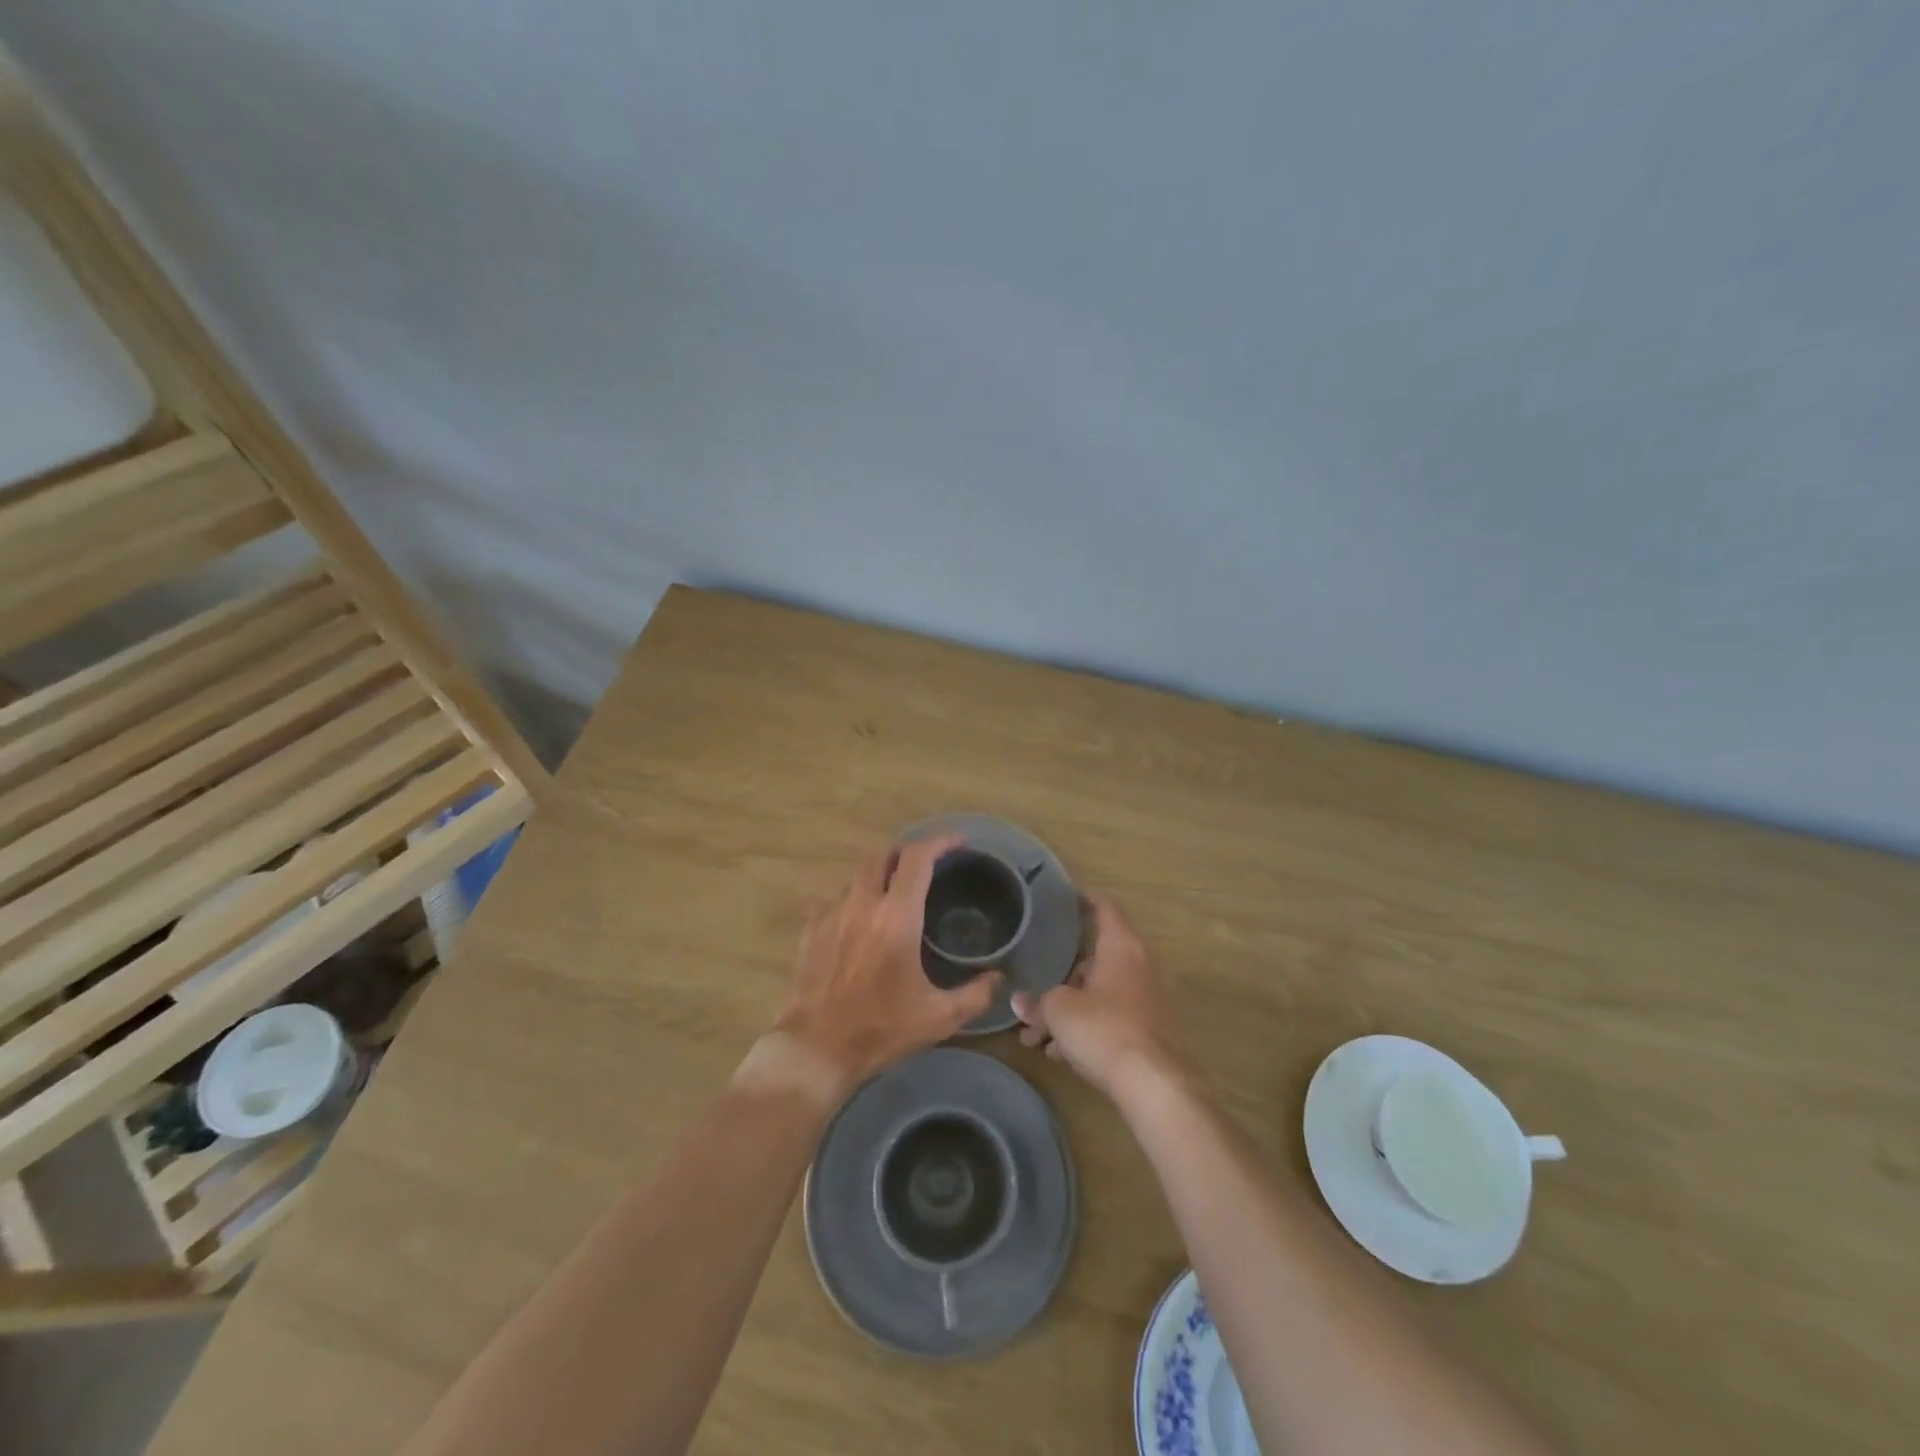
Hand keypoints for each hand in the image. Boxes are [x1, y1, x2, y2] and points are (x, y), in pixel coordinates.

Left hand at [772, 835, 999, 1099]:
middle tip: (926, 864)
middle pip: (882, 855)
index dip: (940, 842)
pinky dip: (852, 899)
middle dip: (906, 852)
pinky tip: (859, 918)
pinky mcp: (810, 930)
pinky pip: (833, 899)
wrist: (815, 1049)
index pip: (918, 858)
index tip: (959, 843)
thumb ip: (975, 995)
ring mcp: (831, 914)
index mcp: (897, 917)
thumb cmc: (880, 1029)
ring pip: (857, 876)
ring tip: (894, 892)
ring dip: (879, 875)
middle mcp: (863, 904)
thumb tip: (997, 979)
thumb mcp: (938, 1018)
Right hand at [1012, 892, 1189, 1098]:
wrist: (1153, 1084)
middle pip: (1095, 959)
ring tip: (1035, 1037)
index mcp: (1121, 947)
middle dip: (1062, 977)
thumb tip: (1019, 1002)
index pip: (1105, 908)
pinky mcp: (1146, 1030)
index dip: (1084, 900)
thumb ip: (1038, 1002)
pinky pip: (1108, 1018)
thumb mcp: (1058, 1011)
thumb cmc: (1103, 1028)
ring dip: (1067, 1010)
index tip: (1064, 899)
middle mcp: (1137, 966)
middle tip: (1033, 989)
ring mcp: (1144, 999)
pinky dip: (1084, 1028)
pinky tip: (1058, 1054)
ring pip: (1098, 993)